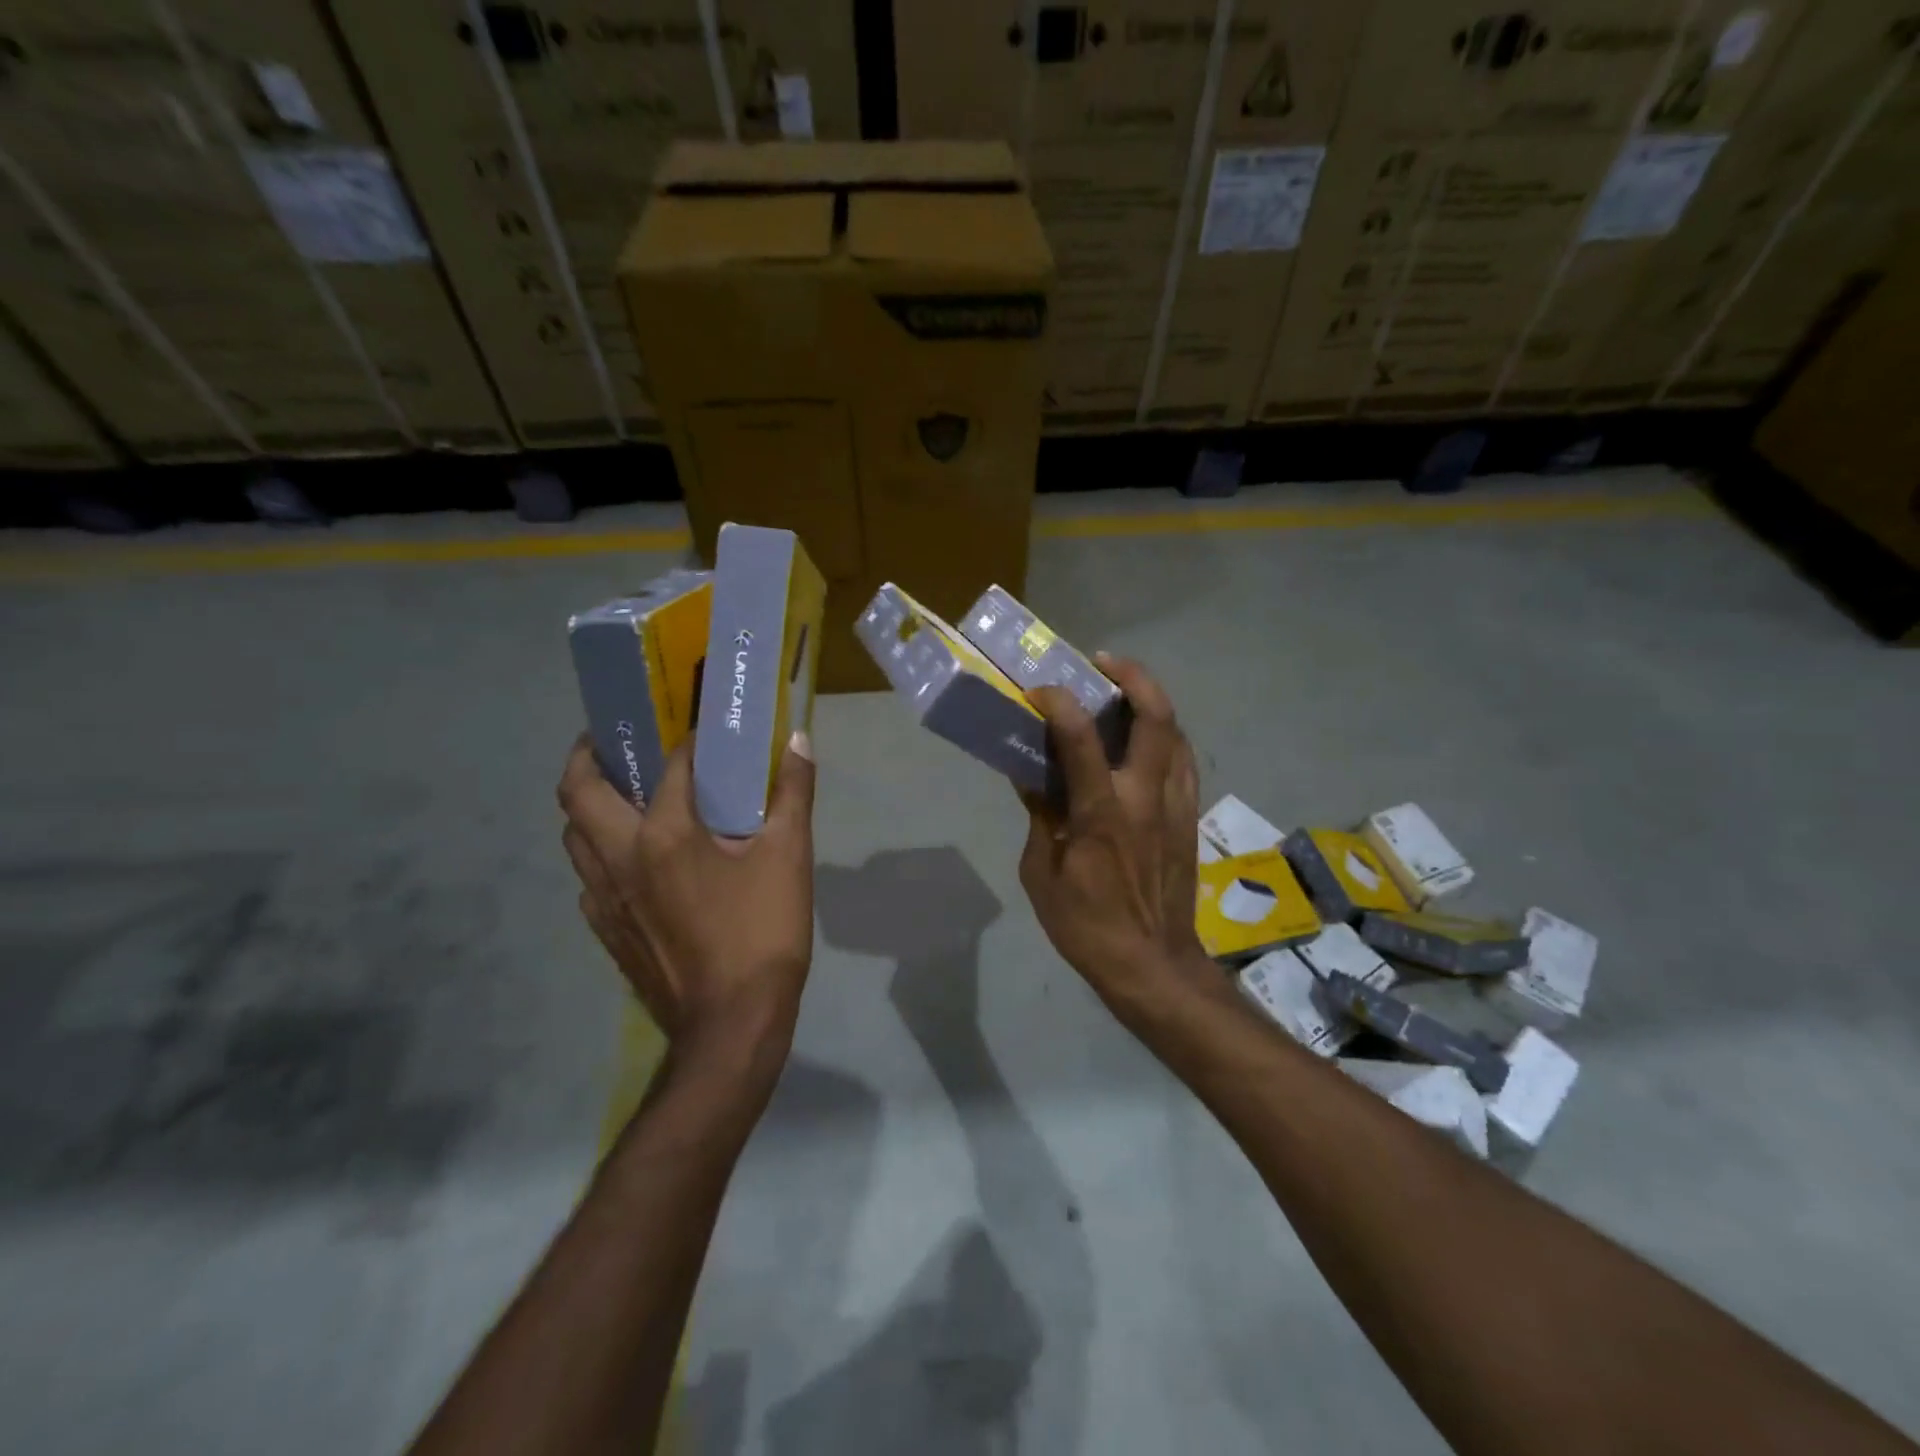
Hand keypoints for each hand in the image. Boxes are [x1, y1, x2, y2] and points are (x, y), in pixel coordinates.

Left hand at [558, 731, 816, 1068]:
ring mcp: (604, 897)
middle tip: (619, 741)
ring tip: (625, 793)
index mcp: (664, 834)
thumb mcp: (789, 857)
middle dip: (589, 755)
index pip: (668, 765)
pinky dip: (601, 851)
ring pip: (573, 835)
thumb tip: (798, 740)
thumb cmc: (762, 933)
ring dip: (590, 804)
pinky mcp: (606, 929)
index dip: (686, 740)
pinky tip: (636, 859)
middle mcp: (619, 857)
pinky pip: (587, 875)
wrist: (732, 1024)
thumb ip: (792, 794)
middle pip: (577, 791)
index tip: (701, 728)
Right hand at [1018, 657, 1208, 1007]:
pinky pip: (1182, 762)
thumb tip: (1030, 776)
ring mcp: (1175, 806)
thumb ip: (1040, 817)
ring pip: (1177, 733)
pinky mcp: (1189, 818)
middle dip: (1133, 677)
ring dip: (1152, 701)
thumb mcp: (1041, 874)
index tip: (1039, 692)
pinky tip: (1143, 741)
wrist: (1152, 965)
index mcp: (1102, 813)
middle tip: (1103, 664)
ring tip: (1123, 693)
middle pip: (1155, 717)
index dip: (1059, 704)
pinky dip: (1164, 737)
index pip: (1082, 739)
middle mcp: (1145, 797)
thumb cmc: (1086, 926)